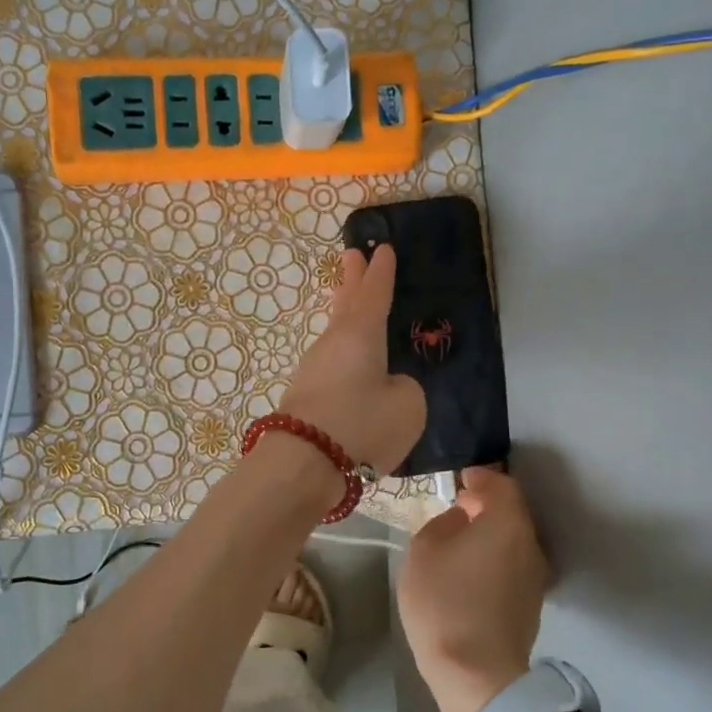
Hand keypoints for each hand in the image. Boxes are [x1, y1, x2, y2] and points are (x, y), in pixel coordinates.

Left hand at [278, 245, 424, 474]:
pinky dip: (341, 353)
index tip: (382, 249)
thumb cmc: (362, 425)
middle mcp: (333, 344)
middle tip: (350, 255)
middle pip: (345, 304)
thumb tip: (388, 387)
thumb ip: (405, 389)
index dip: (382, 273)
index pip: (375, 294)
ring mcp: (313, 369)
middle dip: (351, 280)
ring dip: (343, 315)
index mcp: (361, 334)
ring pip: (335, 334)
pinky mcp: (304, 396)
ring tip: (350, 304)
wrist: (303, 462)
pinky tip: (348, 363)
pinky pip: (330, 363)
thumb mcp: (408, 406)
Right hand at [399, 467, 549, 711]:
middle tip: (459, 505)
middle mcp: (530, 544)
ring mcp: (535, 577)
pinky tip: (471, 568)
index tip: (460, 478)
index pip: (502, 485)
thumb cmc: (444, 602)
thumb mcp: (424, 550)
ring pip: (513, 540)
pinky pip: (512, 564)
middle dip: (487, 505)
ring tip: (461, 538)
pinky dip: (494, 556)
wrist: (476, 674)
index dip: (481, 477)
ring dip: (491, 532)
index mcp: (507, 523)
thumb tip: (460, 520)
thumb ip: (443, 523)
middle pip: (512, 513)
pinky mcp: (530, 604)